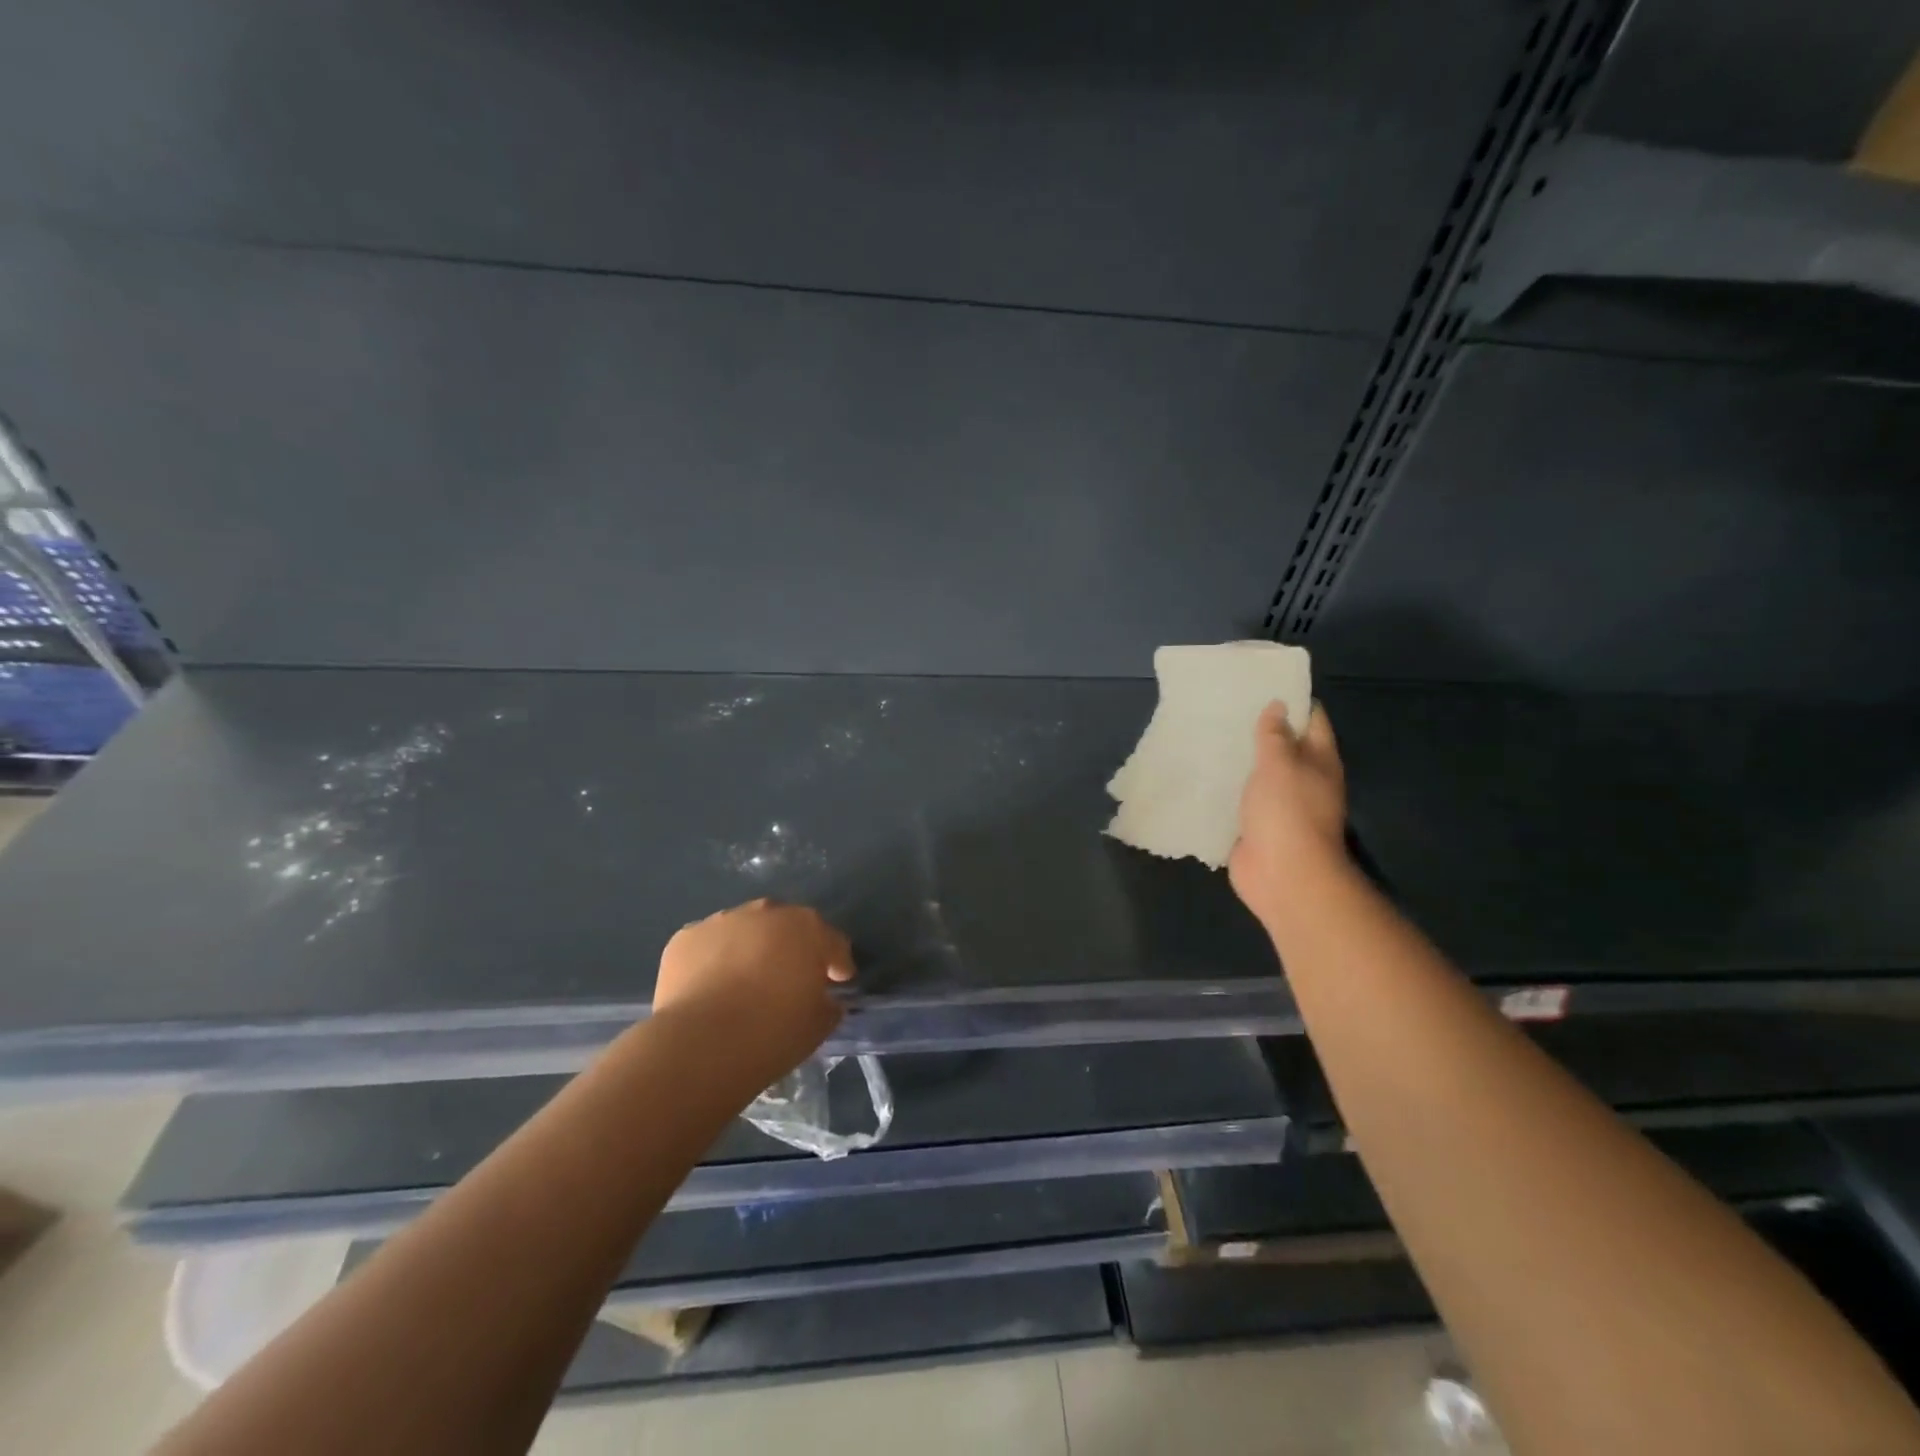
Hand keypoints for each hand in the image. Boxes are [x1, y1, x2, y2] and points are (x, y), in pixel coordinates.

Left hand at [652, 899, 854, 1087]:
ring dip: (750, 949)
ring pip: (745, 930)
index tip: (838, 983)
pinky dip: (713, 960)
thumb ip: (828, 1004)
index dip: (837, 964)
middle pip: (787, 926)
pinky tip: (710, 988)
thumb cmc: (772, 1033)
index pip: (833, 942)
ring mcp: (723, 920)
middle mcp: (767, 913)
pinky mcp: (686, 937)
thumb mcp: (818, 1026)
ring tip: (743, 984)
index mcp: (808, 929)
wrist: (701, 1045)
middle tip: (789, 980)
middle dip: (791, 948)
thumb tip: (825, 999)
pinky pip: (709, 945)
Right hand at [1229, 701, 1348, 927]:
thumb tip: (1278, 706)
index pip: (1311, 720)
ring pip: (1259, 774)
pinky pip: (1240, 800)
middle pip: (1284, 747)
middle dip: (1259, 729)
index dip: (1292, 701)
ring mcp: (1280, 806)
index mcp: (1319, 761)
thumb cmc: (1287, 812)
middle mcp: (1303, 780)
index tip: (1261, 683)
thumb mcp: (1279, 765)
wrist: (1283, 876)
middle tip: (1225, 706)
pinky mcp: (1256, 826)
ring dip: (1239, 759)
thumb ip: (1275, 736)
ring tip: (1208, 734)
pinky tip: (1202, 773)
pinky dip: (1226, 788)